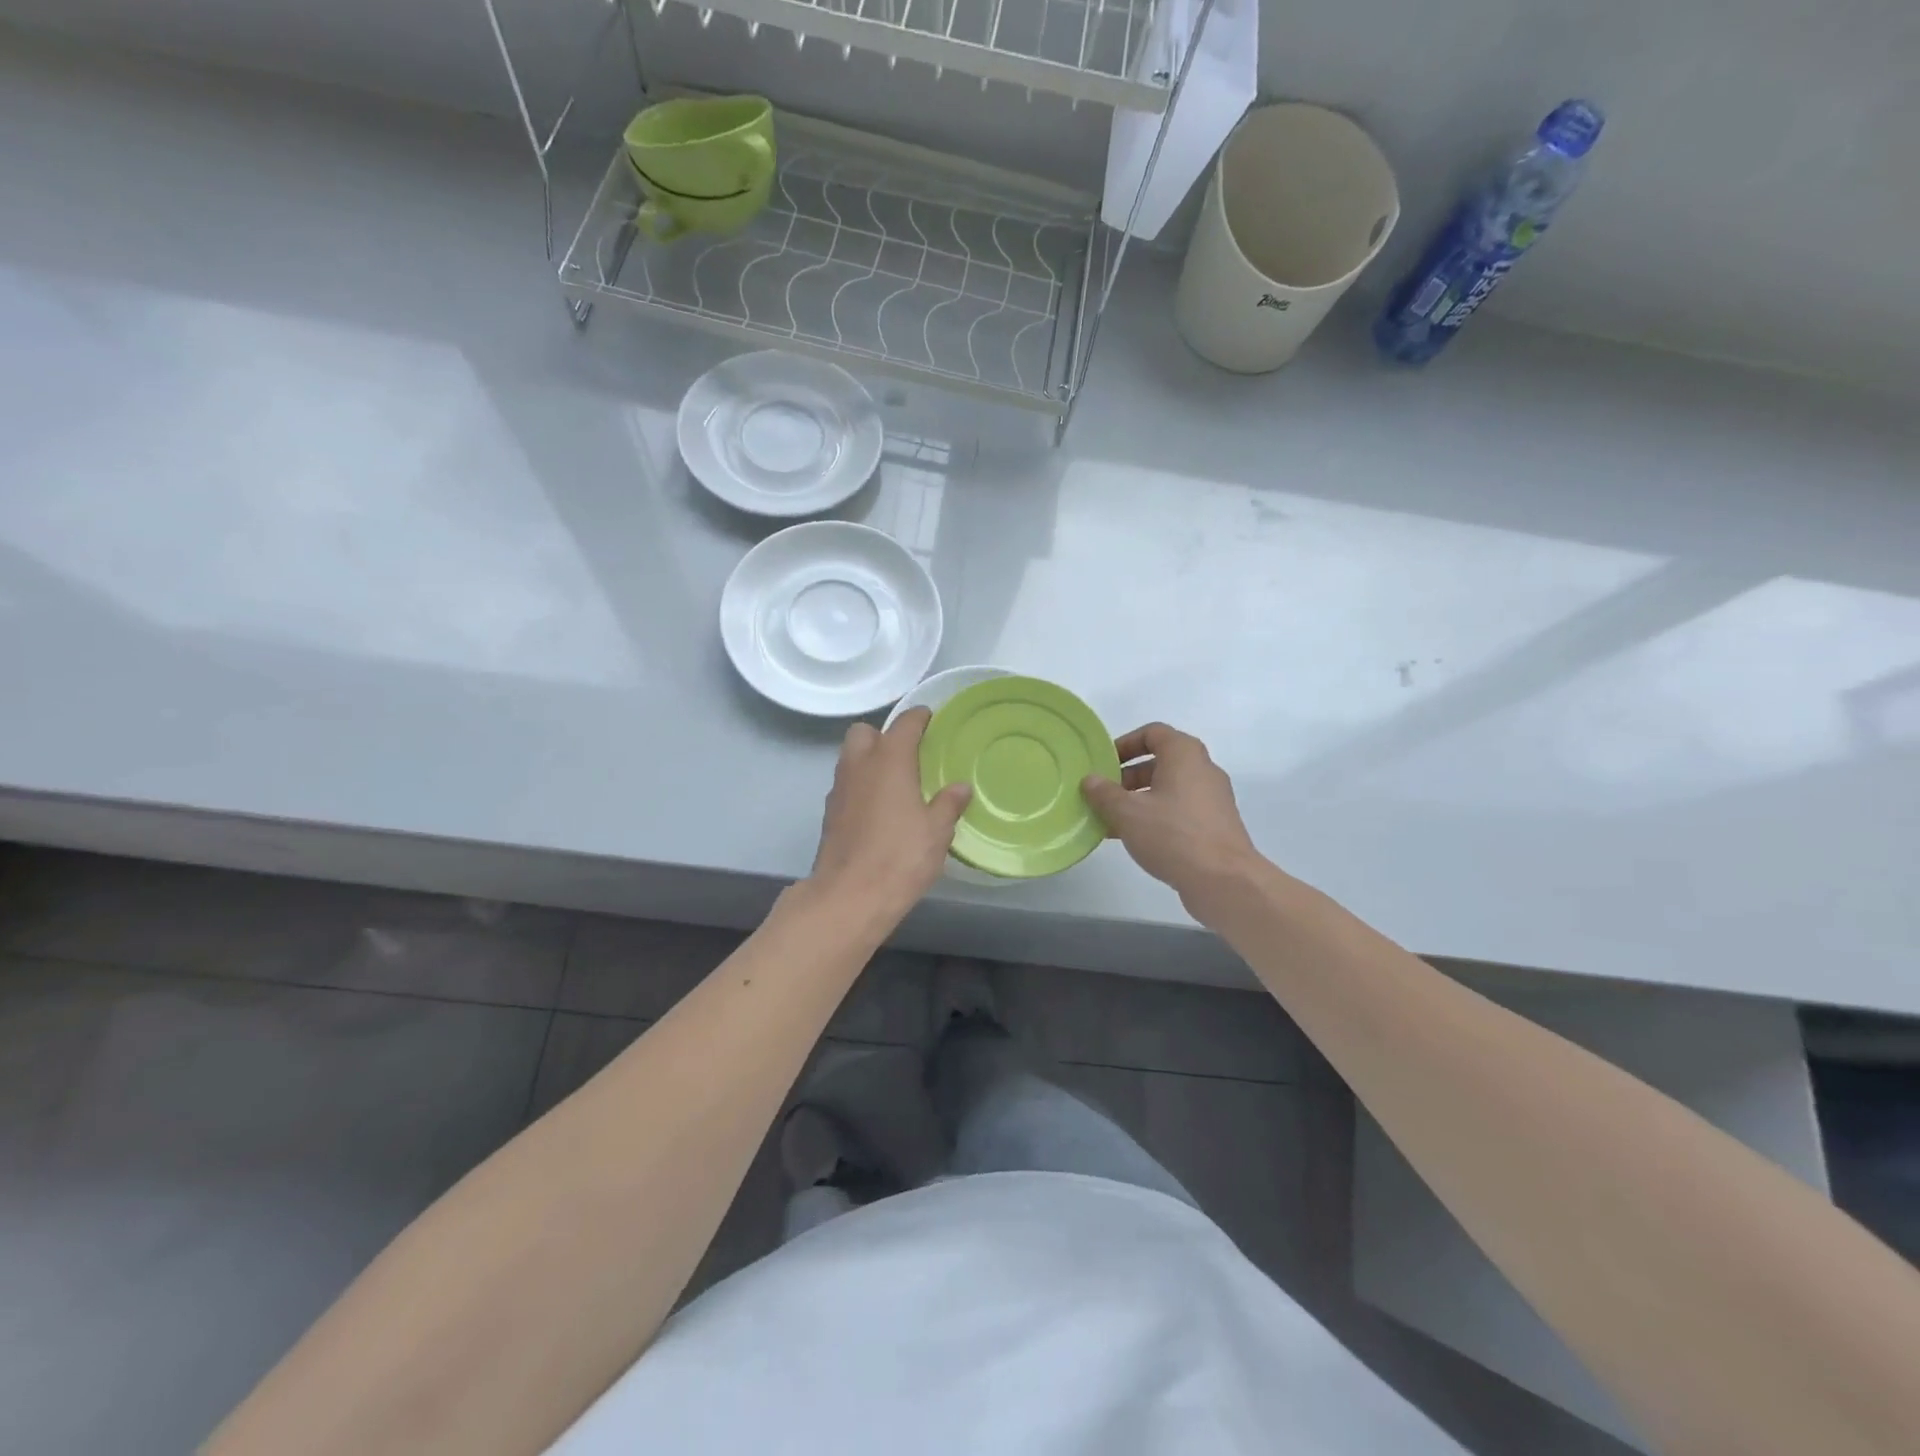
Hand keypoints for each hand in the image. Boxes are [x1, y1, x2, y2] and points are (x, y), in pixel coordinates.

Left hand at [808, 707, 971, 923]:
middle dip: (883, 735)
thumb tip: (960, 787)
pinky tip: (879, 809)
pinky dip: (861, 787)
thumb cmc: (900, 856)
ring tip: (896, 782)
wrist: (849, 896)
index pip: (904, 723)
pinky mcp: (829, 814)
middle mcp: (859, 766)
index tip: (931, 719)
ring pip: (851, 759)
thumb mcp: (937, 831)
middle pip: (864, 732)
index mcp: (889, 760)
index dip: (919, 718)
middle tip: (908, 755)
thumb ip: (948, 804)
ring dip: (870, 761)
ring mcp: (839, 789)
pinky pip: (847, 785)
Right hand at [1083, 723, 1265, 911]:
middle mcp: (1202, 770)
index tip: (1104, 763)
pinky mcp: (1214, 824)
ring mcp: (1212, 798)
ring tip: (1111, 819)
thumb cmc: (1172, 834)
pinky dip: (1155, 816)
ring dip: (1138, 799)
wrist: (1223, 880)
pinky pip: (1179, 810)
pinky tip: (1133, 838)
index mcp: (1184, 755)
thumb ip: (1104, 793)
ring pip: (1168, 789)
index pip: (1153, 733)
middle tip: (1103, 794)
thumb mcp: (1127, 812)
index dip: (1125, 744)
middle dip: (1127, 776)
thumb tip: (1090, 780)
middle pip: (1160, 761)